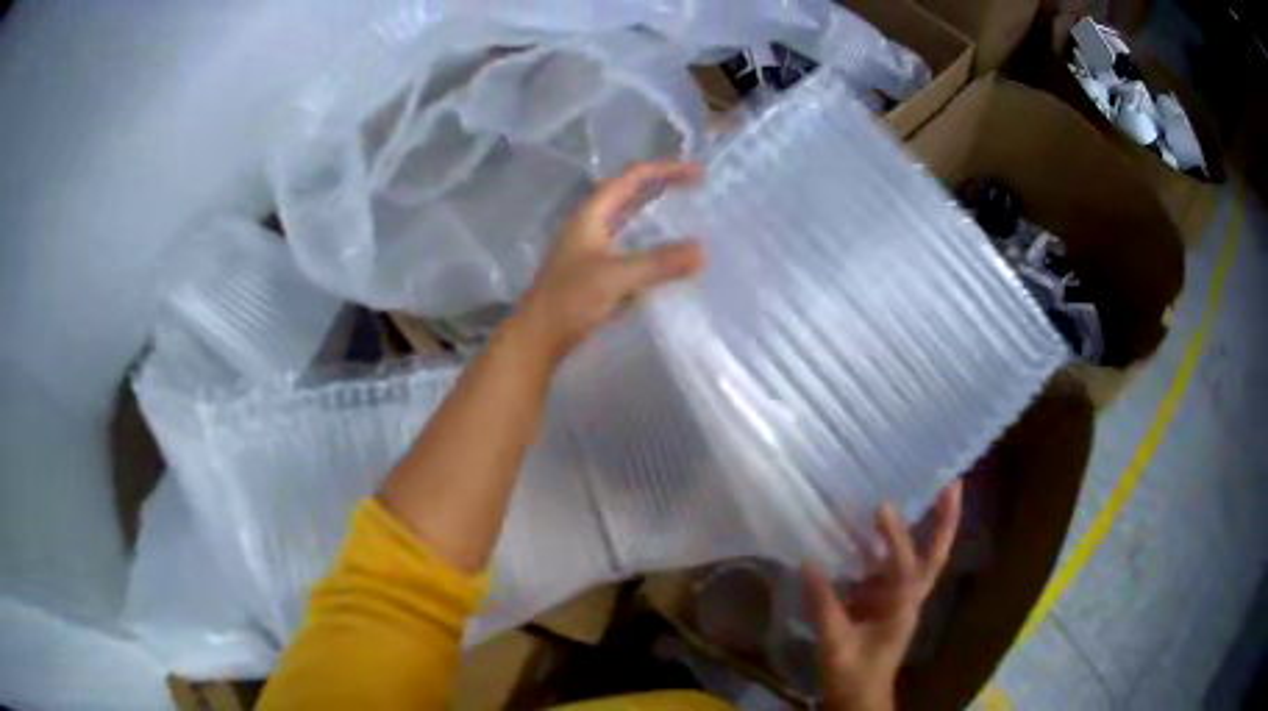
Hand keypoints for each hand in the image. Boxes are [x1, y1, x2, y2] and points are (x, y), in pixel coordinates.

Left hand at [513, 160, 704, 362]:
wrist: (538, 338)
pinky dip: (655, 246)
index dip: (665, 169)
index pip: (632, 178)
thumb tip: (703, 251)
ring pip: (633, 222)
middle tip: (699, 189)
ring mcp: (595, 249)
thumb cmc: (569, 300)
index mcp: (592, 214)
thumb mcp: (615, 277)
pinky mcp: (599, 273)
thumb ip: (658, 263)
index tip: (699, 173)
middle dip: (664, 187)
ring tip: (691, 216)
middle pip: (632, 194)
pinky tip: (672, 257)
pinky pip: (633, 249)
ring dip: (660, 215)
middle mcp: (593, 225)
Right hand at [803, 481, 962, 710]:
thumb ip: (823, 606)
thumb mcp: (835, 644)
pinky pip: (893, 566)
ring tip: (930, 492)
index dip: (896, 539)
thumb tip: (808, 563)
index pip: (906, 568)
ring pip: (920, 558)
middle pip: (934, 556)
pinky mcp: (885, 602)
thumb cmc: (852, 673)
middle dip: (945, 522)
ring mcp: (899, 599)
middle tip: (953, 484)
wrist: (859, 696)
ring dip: (927, 527)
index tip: (881, 509)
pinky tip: (872, 528)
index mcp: (902, 609)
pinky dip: (890, 544)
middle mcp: (909, 598)